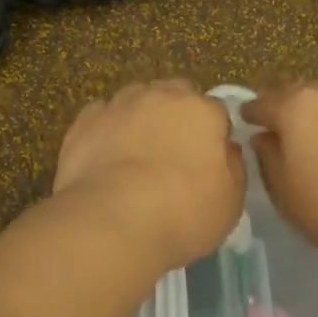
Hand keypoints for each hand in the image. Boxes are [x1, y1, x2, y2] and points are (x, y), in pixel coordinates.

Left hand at [53, 80, 245, 270]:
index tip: (209, 161)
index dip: (214, 135)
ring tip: (136, 152)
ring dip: (141, 117)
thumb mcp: (231, 202)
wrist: (111, 222)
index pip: (216, 112)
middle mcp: (161, 96)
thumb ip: (233, 168)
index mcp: (202, 111)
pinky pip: (102, 116)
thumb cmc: (182, 214)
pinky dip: (107, 129)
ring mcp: (119, 105)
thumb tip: (226, 150)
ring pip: (136, 99)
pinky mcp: (84, 122)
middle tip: (174, 152)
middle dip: (178, 114)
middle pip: (175, 94)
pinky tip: (106, 156)